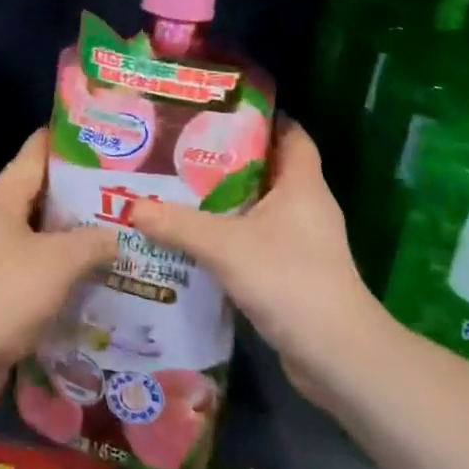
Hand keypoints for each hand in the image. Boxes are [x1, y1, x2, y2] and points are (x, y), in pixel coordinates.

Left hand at [0, 129, 116, 414]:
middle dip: (79, 195)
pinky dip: (60, 275)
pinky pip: (35, 273)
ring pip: (40, 238)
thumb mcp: (58, 261)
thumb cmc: (3, 292)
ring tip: (117, 237)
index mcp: (3, 198)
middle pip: (41, 196)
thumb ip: (92, 242)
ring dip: (73, 239)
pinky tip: (93, 282)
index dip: (67, 141)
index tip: (103, 139)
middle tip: (123, 194)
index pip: (36, 152)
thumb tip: (116, 235)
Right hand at [132, 118, 384, 407]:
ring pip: (261, 207)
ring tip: (182, 190)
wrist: (336, 356)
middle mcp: (307, 206)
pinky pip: (259, 240)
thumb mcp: (224, 246)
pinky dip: (232, 236)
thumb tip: (132, 207)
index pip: (291, 134)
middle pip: (269, 169)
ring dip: (228, 201)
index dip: (262, 119)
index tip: (221, 112)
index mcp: (302, 184)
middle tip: (185, 149)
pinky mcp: (296, 272)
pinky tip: (197, 240)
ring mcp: (305, 242)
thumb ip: (178, 224)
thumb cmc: (289, 279)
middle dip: (230, 159)